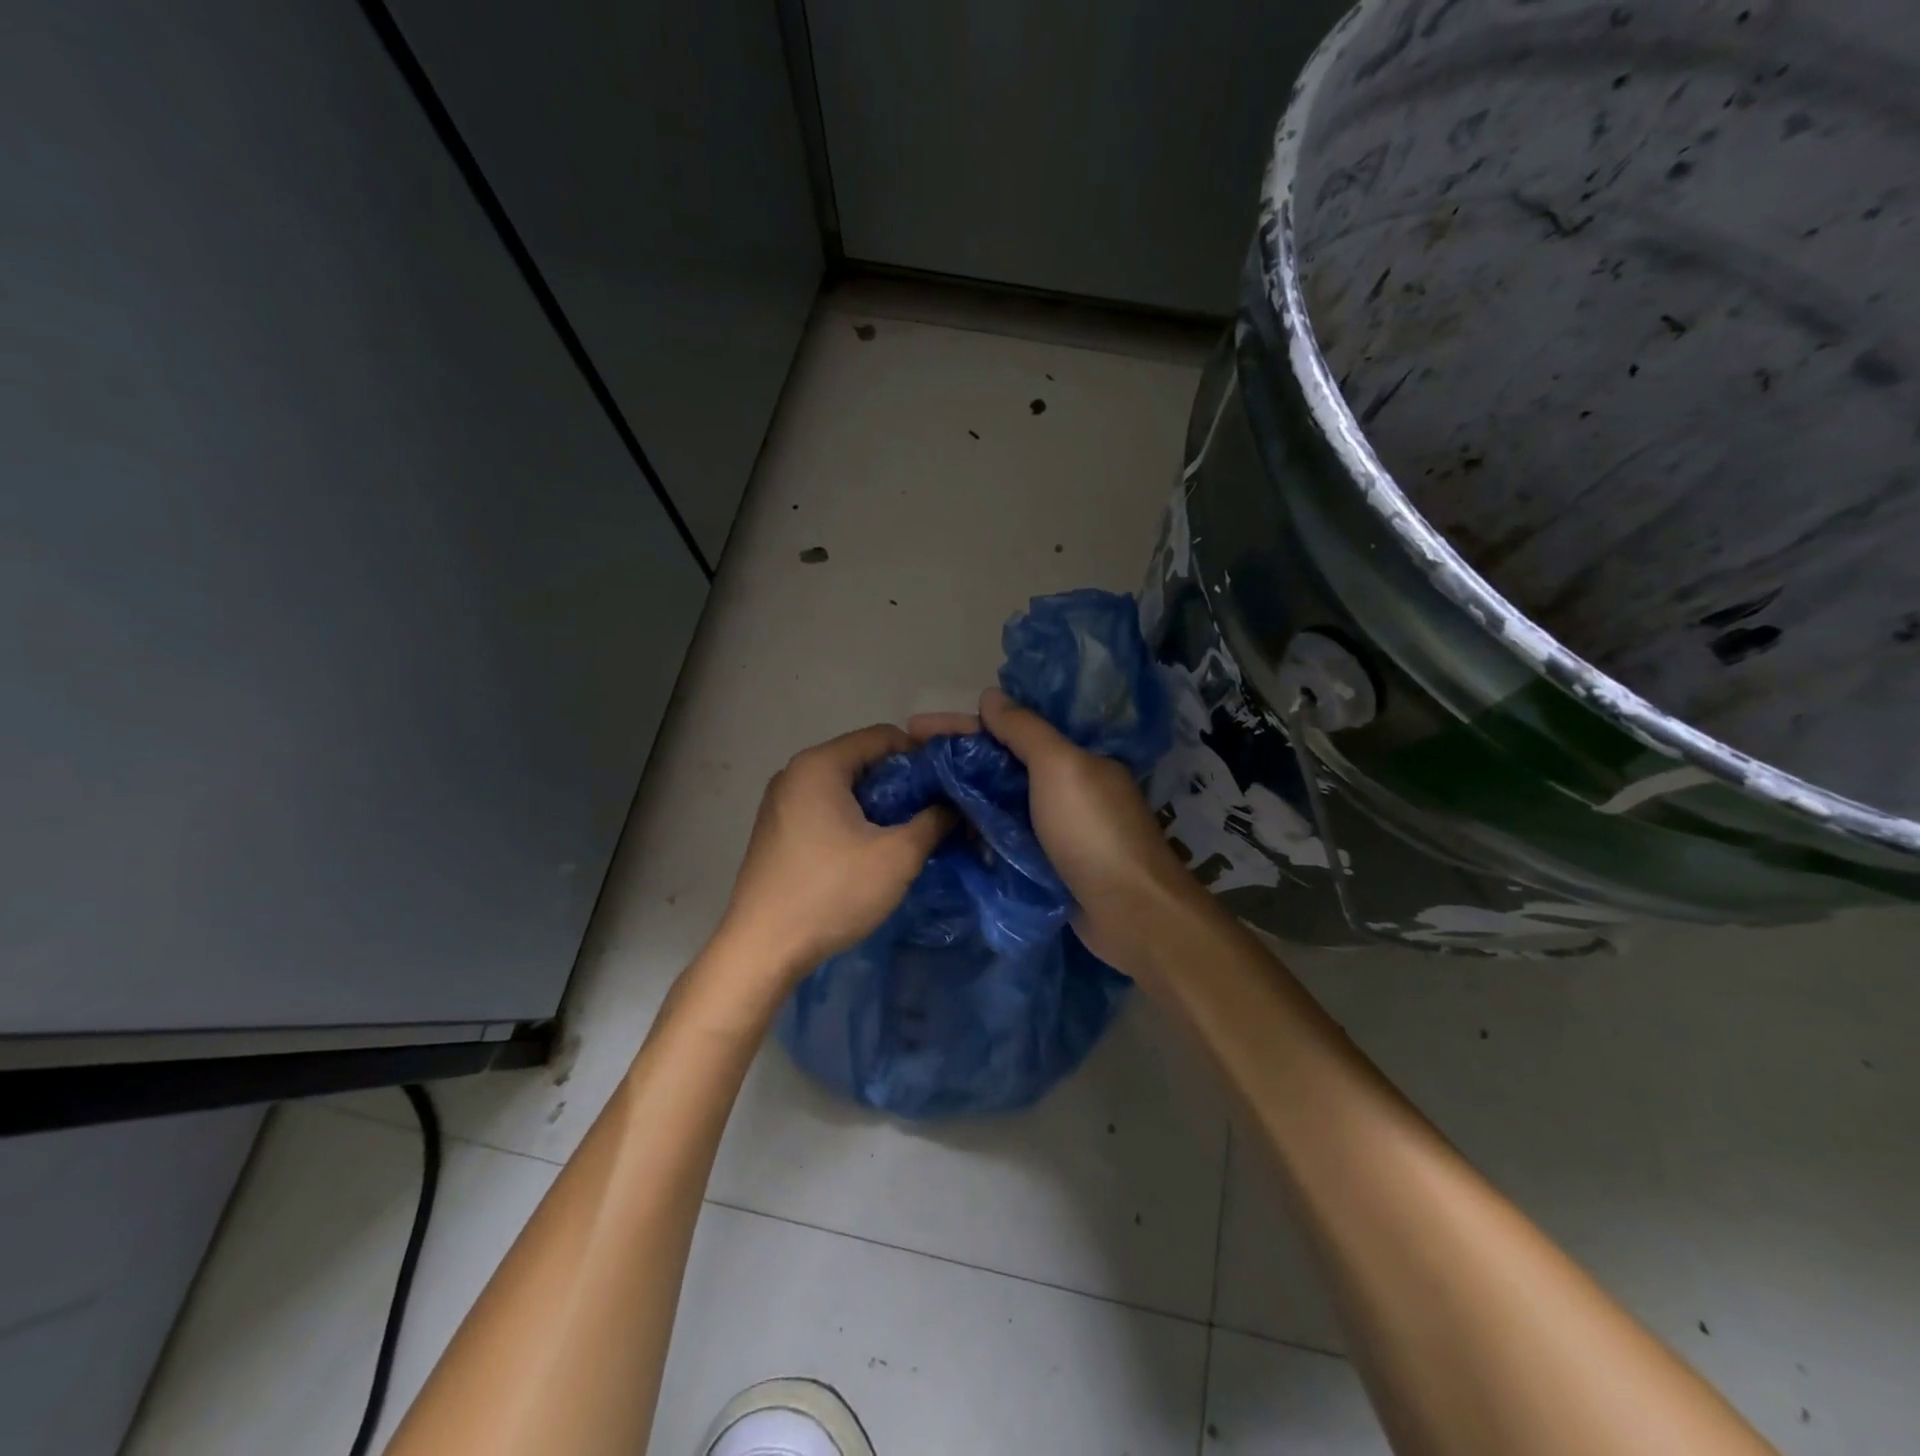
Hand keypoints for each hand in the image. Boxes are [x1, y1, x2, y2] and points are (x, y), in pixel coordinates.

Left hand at [718, 724, 951, 981]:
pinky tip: (870, 852)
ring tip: (908, 835)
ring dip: (880, 805)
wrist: (762, 949)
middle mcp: (795, 773)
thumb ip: (934, 822)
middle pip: (863, 760)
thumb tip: (955, 807)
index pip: (883, 736)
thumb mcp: (897, 857)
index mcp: (820, 765)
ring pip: (845, 788)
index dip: (922, 757)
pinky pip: (825, 809)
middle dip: (902, 783)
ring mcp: (781, 803)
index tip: (948, 787)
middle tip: (933, 813)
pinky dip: (853, 820)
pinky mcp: (777, 831)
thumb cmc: (831, 892)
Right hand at [911, 689, 1200, 969]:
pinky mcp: (1045, 861)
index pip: (1007, 728)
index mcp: (1071, 756)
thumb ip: (1024, 730)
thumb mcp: (1060, 767)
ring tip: (913, 797)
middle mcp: (1063, 785)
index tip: (914, 727)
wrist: (1130, 912)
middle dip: (954, 760)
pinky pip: (1003, 836)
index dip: (960, 724)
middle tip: (906, 764)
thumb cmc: (1092, 831)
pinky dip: (976, 830)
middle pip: (999, 764)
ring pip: (998, 801)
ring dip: (960, 796)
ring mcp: (1053, 826)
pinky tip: (941, 831)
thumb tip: (990, 695)